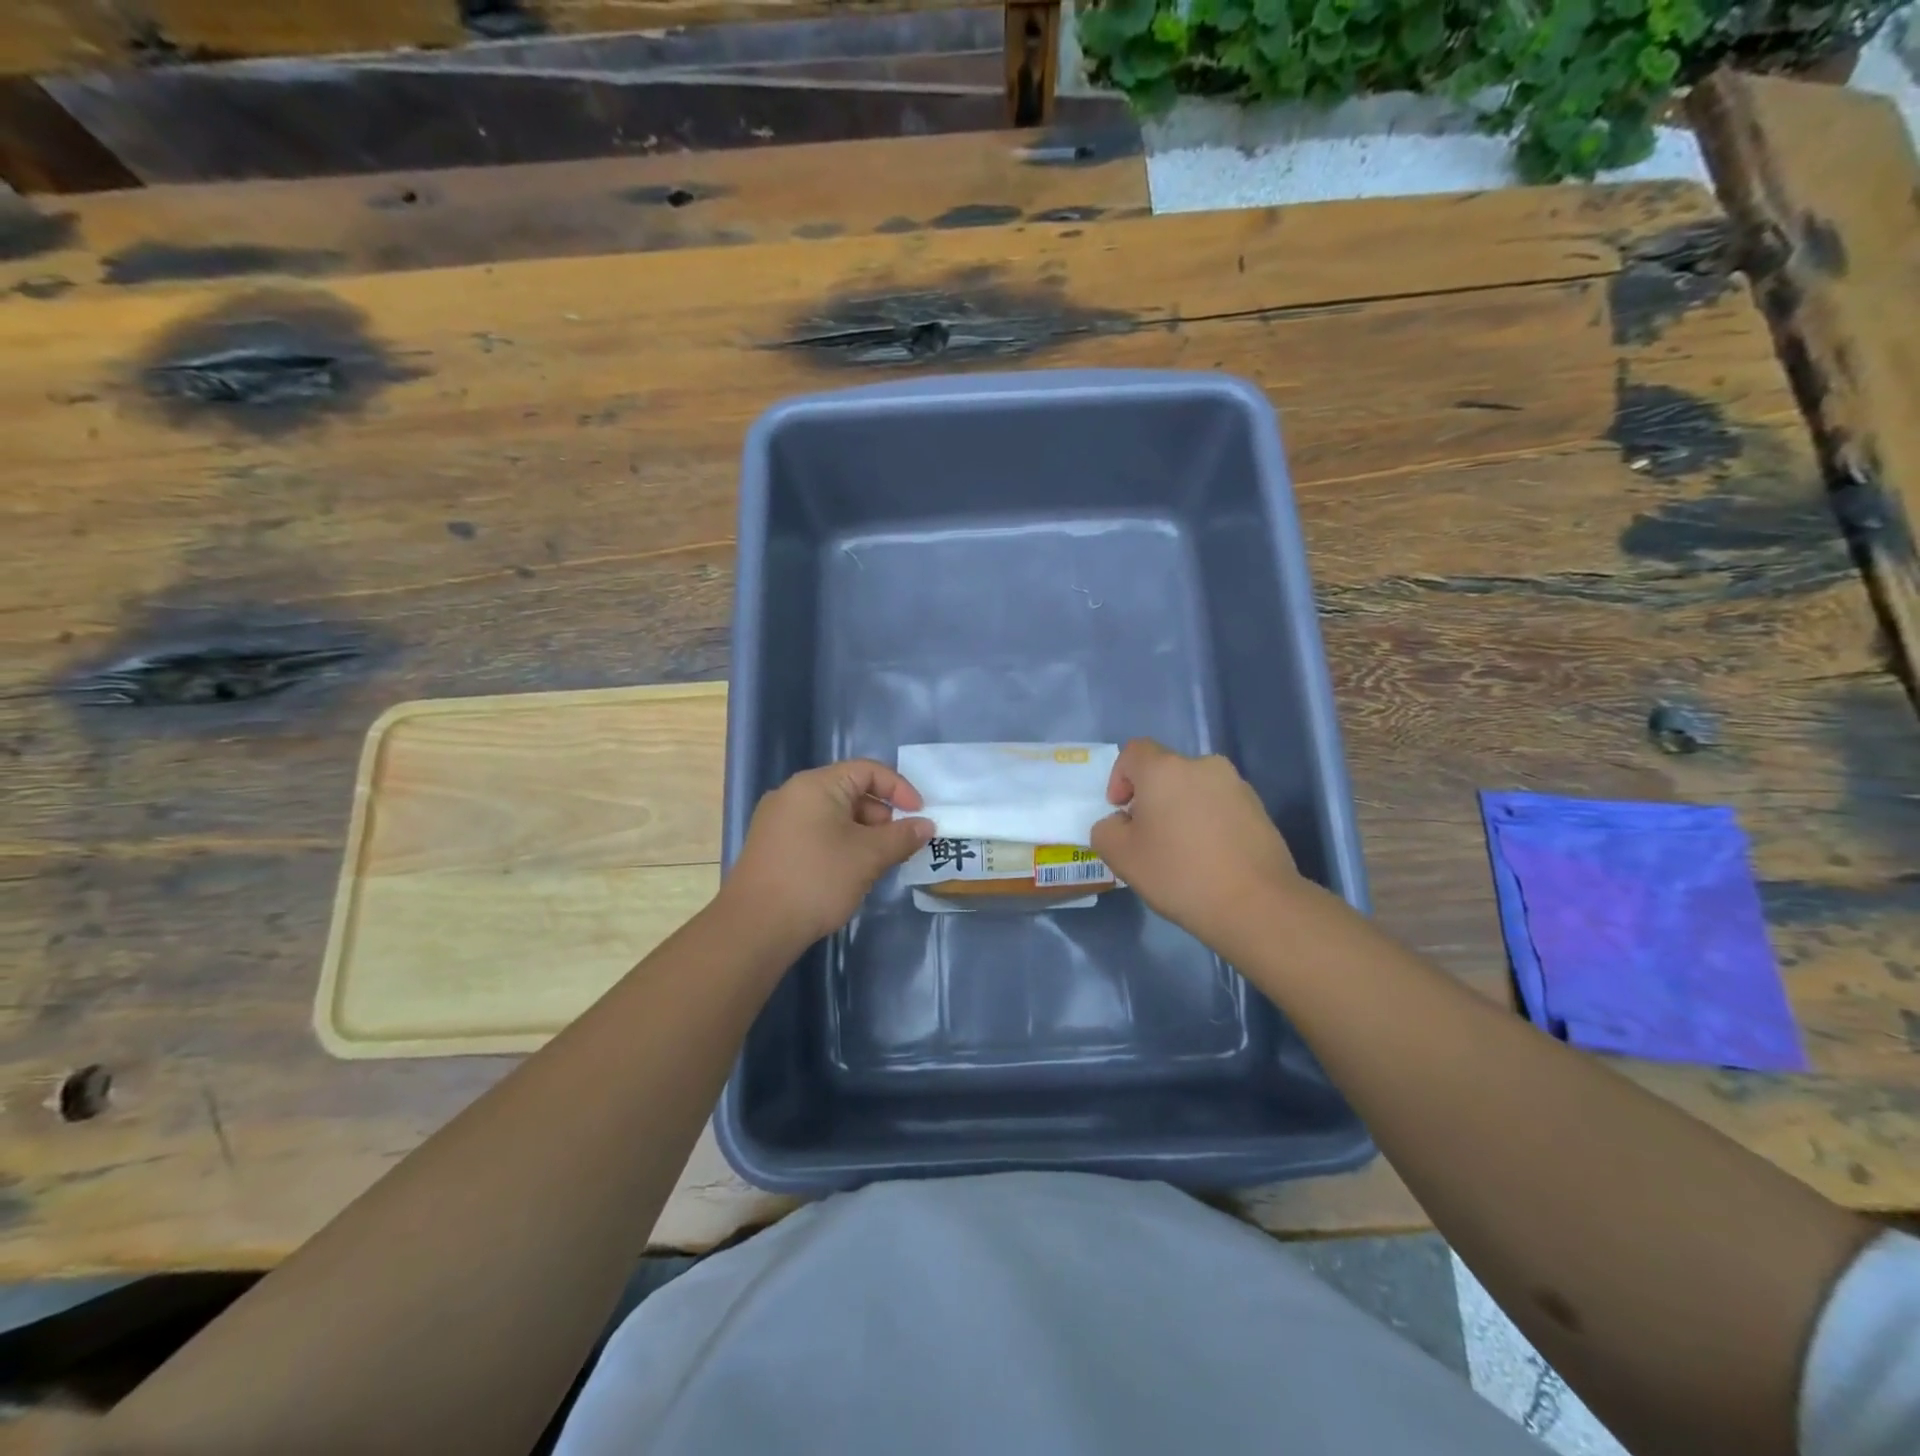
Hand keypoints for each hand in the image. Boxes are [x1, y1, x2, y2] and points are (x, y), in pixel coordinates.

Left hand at [722, 760, 933, 944]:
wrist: (755, 928)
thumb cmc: (817, 880)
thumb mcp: (868, 857)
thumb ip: (901, 837)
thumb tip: (925, 825)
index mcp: (815, 785)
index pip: (868, 771)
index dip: (899, 789)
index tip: (920, 817)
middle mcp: (793, 794)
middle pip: (850, 791)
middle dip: (882, 816)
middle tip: (899, 847)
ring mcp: (778, 820)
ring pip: (833, 815)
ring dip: (862, 834)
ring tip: (876, 865)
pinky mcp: (772, 846)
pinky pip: (816, 832)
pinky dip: (840, 844)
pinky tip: (849, 874)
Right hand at [1091, 738, 1302, 950]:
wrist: (1256, 904)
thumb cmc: (1179, 873)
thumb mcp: (1120, 856)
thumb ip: (1106, 829)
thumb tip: (1120, 822)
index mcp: (1165, 769)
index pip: (1134, 752)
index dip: (1120, 777)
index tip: (1122, 812)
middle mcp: (1203, 766)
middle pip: (1166, 771)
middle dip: (1152, 798)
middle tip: (1148, 837)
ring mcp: (1236, 786)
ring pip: (1195, 789)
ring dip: (1182, 810)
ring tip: (1182, 851)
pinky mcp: (1259, 809)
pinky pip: (1220, 806)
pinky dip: (1208, 823)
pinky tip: (1210, 858)